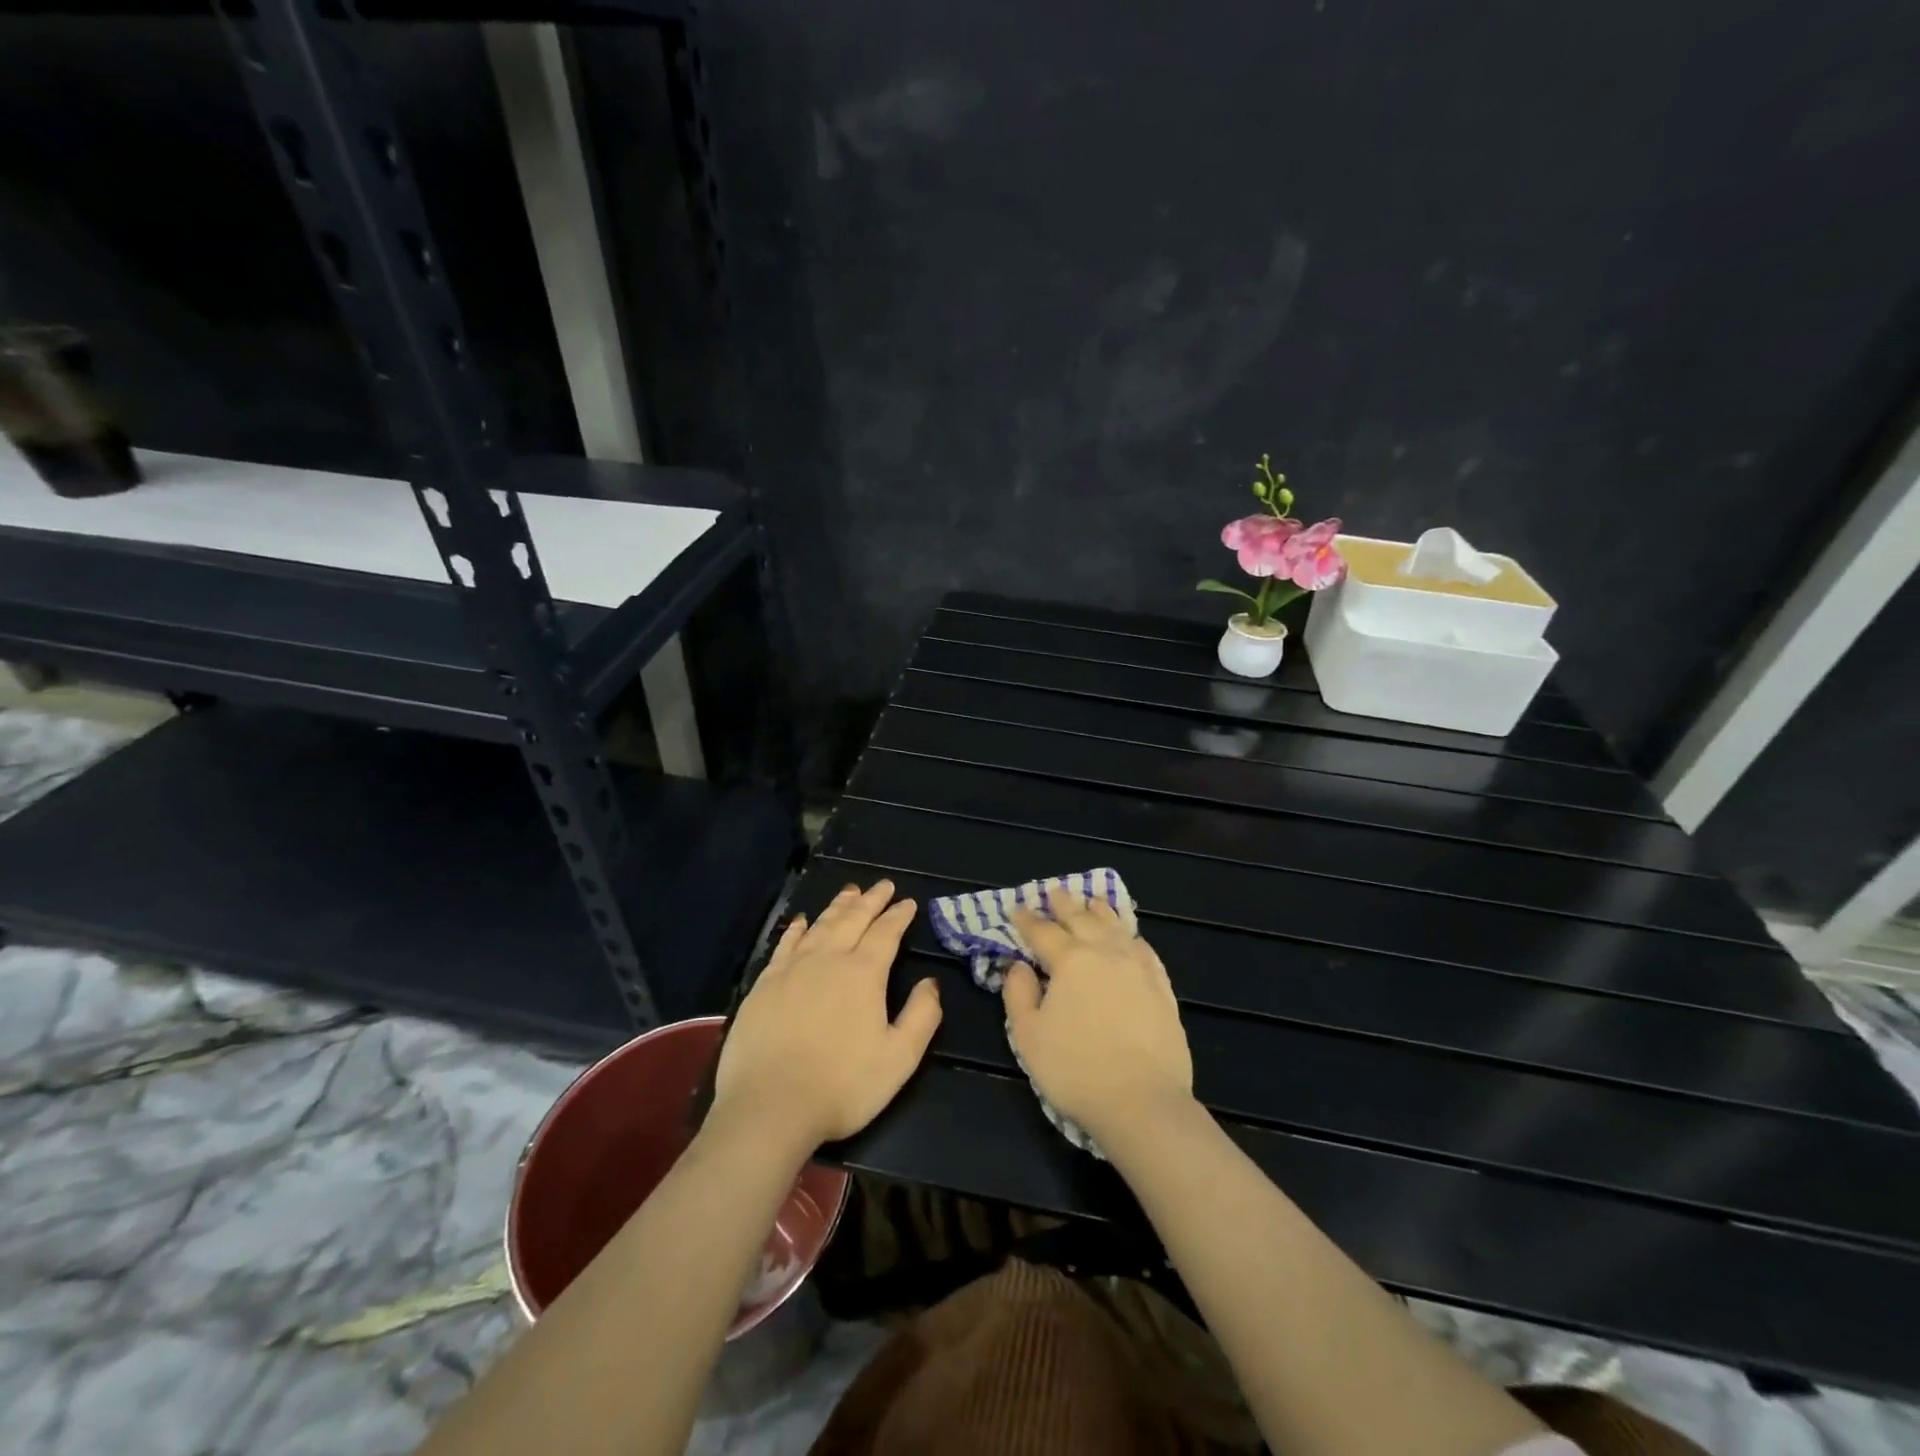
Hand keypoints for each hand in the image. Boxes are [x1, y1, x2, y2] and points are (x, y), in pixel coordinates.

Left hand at [712, 880, 941, 1150]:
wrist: (769, 1107)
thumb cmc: (842, 1086)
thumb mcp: (899, 1059)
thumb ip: (921, 1016)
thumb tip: (931, 983)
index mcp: (863, 974)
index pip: (885, 934)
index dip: (898, 916)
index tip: (908, 902)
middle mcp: (828, 960)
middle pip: (852, 920)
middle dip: (871, 901)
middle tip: (883, 885)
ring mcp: (792, 969)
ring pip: (820, 926)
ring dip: (838, 907)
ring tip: (850, 892)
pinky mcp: (764, 984)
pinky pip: (785, 944)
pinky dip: (797, 928)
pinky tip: (801, 921)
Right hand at [1005, 887, 1193, 1141]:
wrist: (1142, 1102)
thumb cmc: (1075, 1070)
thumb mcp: (1028, 1036)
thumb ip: (1018, 994)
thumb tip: (1019, 966)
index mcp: (1070, 961)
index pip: (1043, 932)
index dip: (1027, 919)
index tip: (1017, 908)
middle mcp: (1105, 953)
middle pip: (1082, 919)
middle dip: (1064, 903)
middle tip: (1055, 890)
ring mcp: (1138, 968)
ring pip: (1116, 927)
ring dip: (1100, 911)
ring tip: (1092, 900)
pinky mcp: (1161, 987)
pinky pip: (1144, 949)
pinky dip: (1131, 936)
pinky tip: (1129, 936)